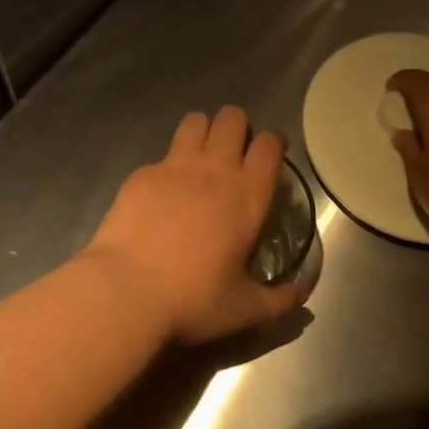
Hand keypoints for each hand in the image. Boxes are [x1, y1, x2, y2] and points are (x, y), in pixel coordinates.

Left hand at [84, 106, 308, 344]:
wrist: (127, 290)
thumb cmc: (193, 300)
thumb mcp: (245, 309)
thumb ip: (279, 299)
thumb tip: (301, 293)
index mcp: (247, 196)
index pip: (268, 145)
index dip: (272, 142)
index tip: (270, 153)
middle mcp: (214, 170)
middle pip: (231, 118)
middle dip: (236, 126)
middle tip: (232, 152)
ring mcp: (174, 166)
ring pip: (195, 121)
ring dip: (202, 132)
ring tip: (199, 157)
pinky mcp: (142, 173)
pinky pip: (161, 155)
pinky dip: (166, 167)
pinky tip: (160, 195)